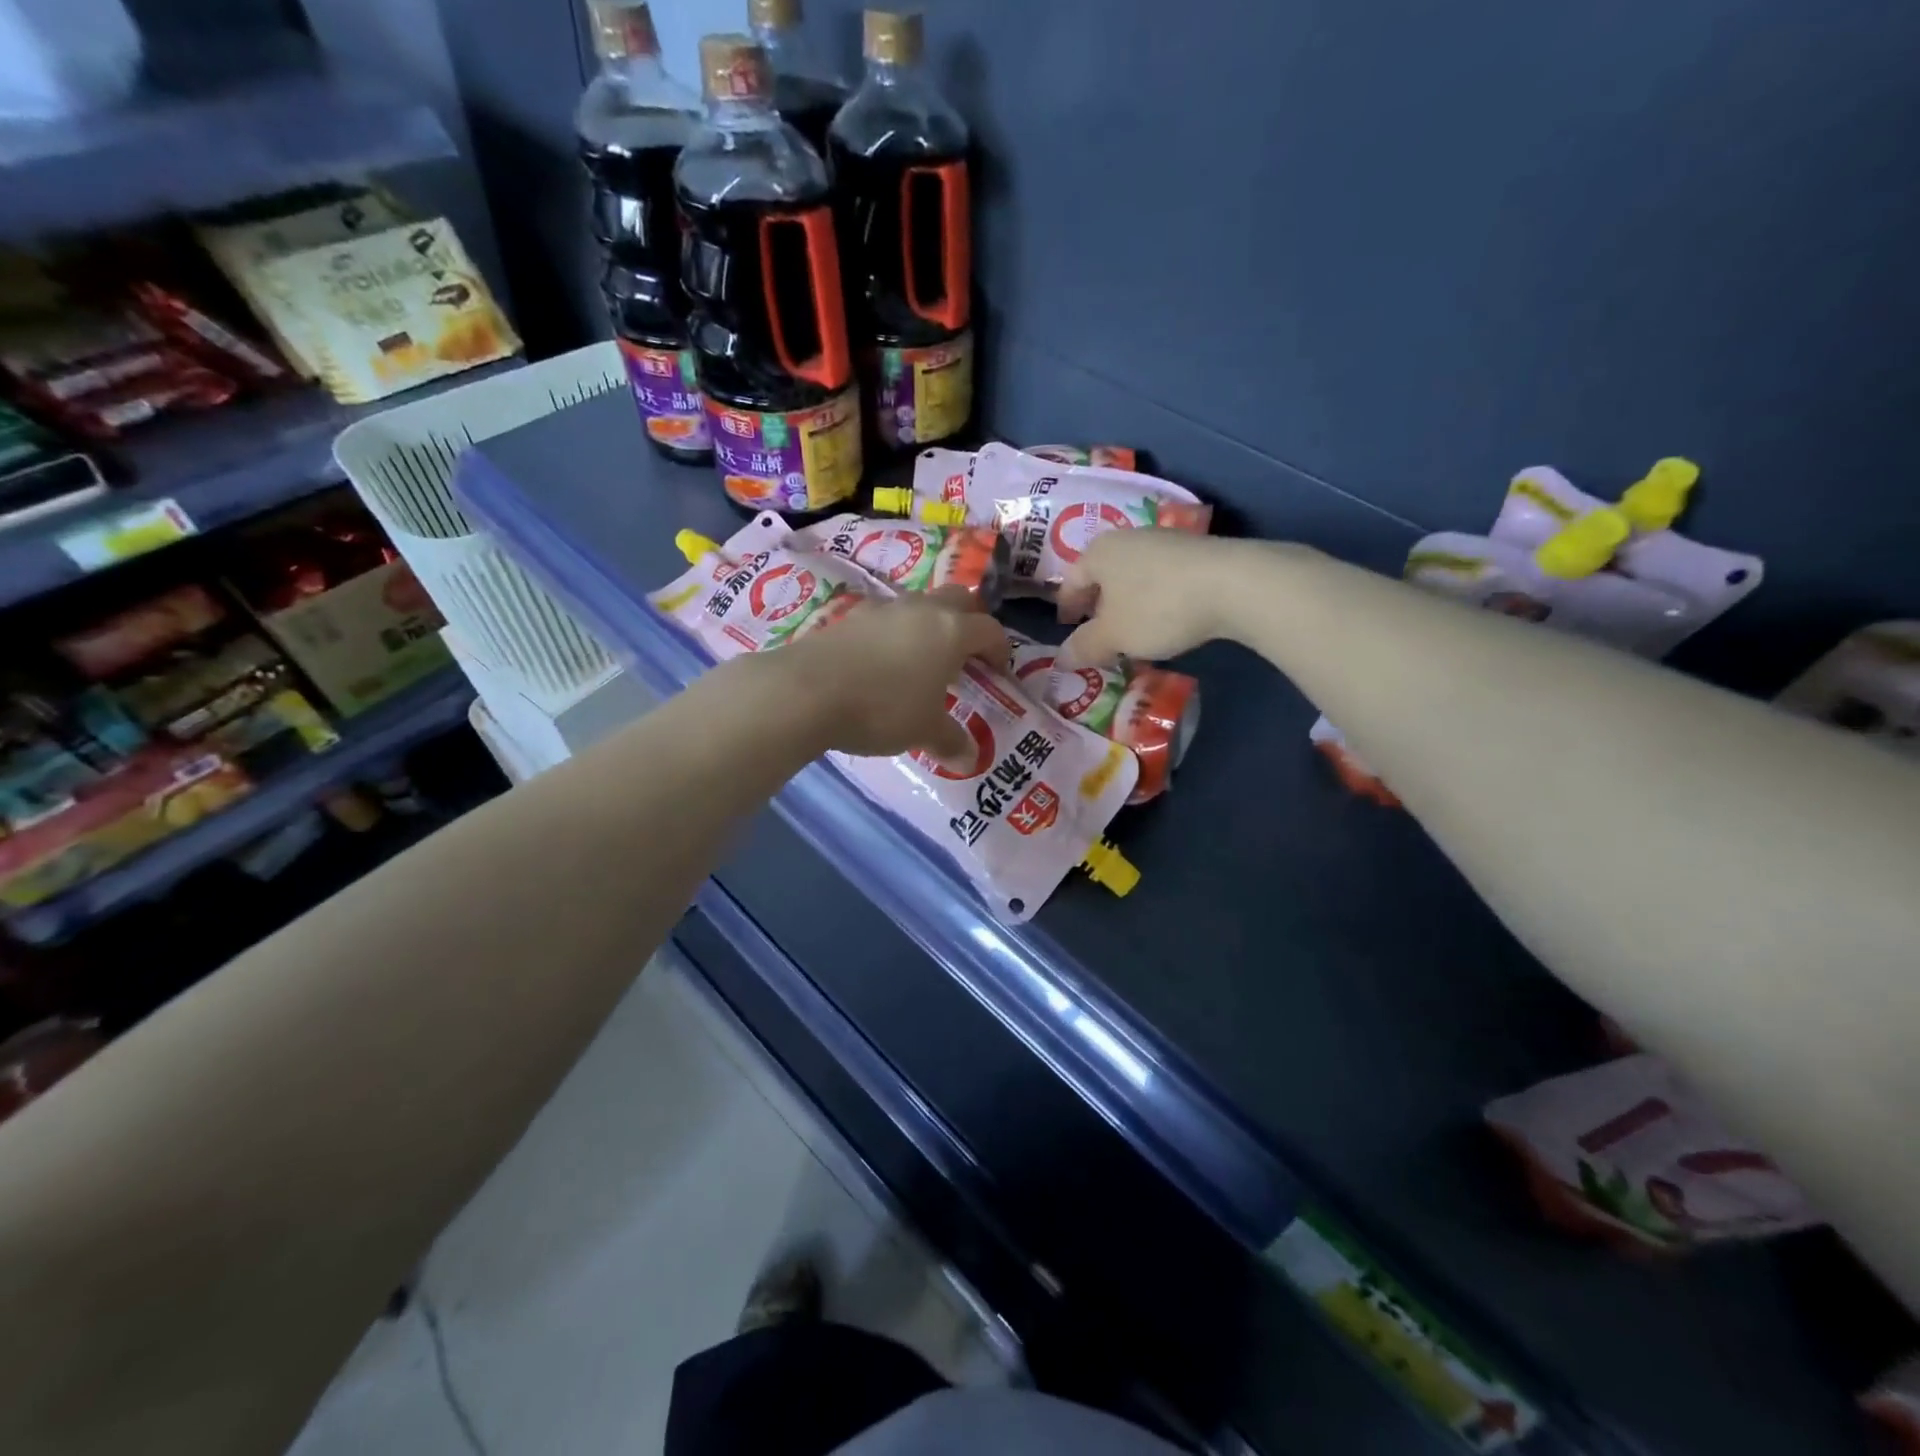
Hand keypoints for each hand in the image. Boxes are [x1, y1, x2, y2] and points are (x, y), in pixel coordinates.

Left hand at [773, 589, 1007, 761]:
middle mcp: (922, 609)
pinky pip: (887, 618)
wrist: (808, 690)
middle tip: (967, 655)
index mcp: (951, 631)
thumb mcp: (923, 730)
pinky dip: (897, 634)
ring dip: (931, 625)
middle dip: (969, 623)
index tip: (997, 673)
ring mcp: (884, 609)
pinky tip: (885, 663)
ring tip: (924, 660)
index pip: (990, 630)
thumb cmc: (883, 708)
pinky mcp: (851, 616)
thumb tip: (971, 759)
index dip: (1000, 650)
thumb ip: (950, 740)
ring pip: (920, 605)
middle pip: (958, 600)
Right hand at [1056, 528, 1252, 666]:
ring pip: (1133, 576)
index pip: (1070, 581)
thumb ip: (1084, 647)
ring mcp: (1164, 541)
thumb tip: (1061, 659)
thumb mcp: (1114, 636)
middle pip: (1103, 575)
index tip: (1068, 630)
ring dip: (1128, 603)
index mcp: (1098, 552)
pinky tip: (1166, 619)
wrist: (1233, 584)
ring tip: (1134, 631)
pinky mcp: (1195, 551)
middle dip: (1098, 606)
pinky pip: (1162, 578)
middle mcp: (1127, 538)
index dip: (1066, 609)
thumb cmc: (1157, 608)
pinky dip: (1155, 598)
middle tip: (1099, 634)